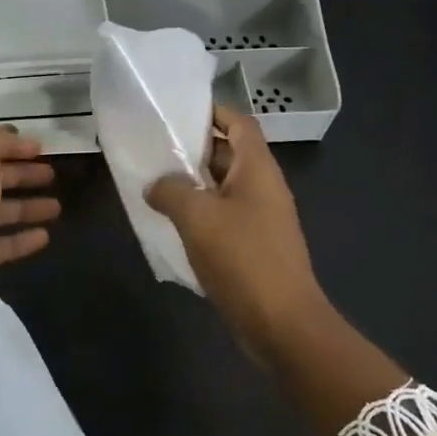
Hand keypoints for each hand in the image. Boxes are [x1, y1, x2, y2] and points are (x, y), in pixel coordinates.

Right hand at [145, 106, 332, 358]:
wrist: (282, 324)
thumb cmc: (242, 258)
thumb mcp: (197, 216)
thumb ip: (171, 191)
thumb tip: (155, 185)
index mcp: (257, 169)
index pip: (239, 122)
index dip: (213, 111)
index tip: (178, 112)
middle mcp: (263, 187)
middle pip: (229, 153)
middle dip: (194, 149)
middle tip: (155, 148)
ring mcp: (261, 219)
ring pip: (223, 188)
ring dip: (193, 184)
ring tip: (154, 183)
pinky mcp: (254, 247)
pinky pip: (223, 217)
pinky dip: (199, 214)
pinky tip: (171, 223)